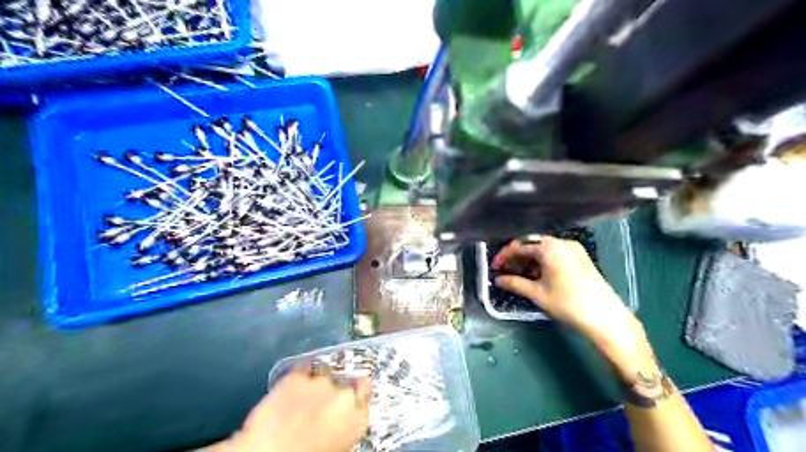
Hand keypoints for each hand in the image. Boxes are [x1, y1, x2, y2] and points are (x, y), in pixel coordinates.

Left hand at [207, 365, 370, 449]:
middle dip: (332, 390)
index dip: (356, 389)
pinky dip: (298, 375)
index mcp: (358, 417)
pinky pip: (302, 368)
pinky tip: (290, 387)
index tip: (349, 392)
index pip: (365, 388)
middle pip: (342, 382)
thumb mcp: (339, 445)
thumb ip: (345, 424)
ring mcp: (320, 382)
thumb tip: (339, 419)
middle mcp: (344, 394)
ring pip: (322, 374)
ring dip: (315, 384)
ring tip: (300, 398)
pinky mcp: (296, 377)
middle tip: (318, 405)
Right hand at [494, 238, 657, 382]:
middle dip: (516, 258)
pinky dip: (542, 263)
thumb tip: (498, 280)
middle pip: (532, 245)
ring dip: (529, 261)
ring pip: (544, 250)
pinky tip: (536, 277)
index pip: (520, 245)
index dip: (504, 256)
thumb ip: (515, 283)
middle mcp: (562, 243)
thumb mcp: (537, 294)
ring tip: (518, 277)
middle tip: (505, 272)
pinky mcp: (581, 259)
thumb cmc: (568, 303)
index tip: (494, 268)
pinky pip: (555, 255)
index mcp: (550, 247)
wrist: (606, 318)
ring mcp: (574, 250)